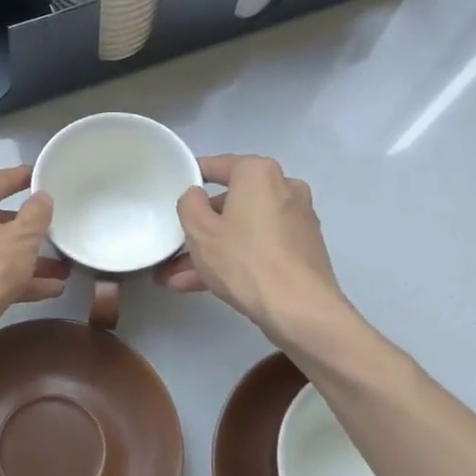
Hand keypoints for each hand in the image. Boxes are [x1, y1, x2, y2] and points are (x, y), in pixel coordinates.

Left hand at [0, 167, 67, 345]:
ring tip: (63, 269)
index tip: (41, 175)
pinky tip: (50, 291)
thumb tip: (41, 197)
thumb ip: (36, 215)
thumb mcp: (21, 239)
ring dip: (28, 261)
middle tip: (55, 231)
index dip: (21, 178)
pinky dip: (15, 281)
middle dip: (29, 231)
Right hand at [156, 155, 348, 341]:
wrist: (300, 308)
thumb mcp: (200, 230)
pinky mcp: (303, 250)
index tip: (172, 191)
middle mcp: (284, 188)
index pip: (216, 166)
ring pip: (243, 229)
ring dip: (212, 251)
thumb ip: (189, 203)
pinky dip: (236, 260)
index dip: (191, 177)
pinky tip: (204, 286)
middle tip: (174, 246)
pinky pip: (260, 247)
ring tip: (178, 278)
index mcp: (259, 173)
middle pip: (231, 202)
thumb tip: (196, 196)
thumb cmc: (244, 259)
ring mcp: (297, 220)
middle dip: (201, 228)